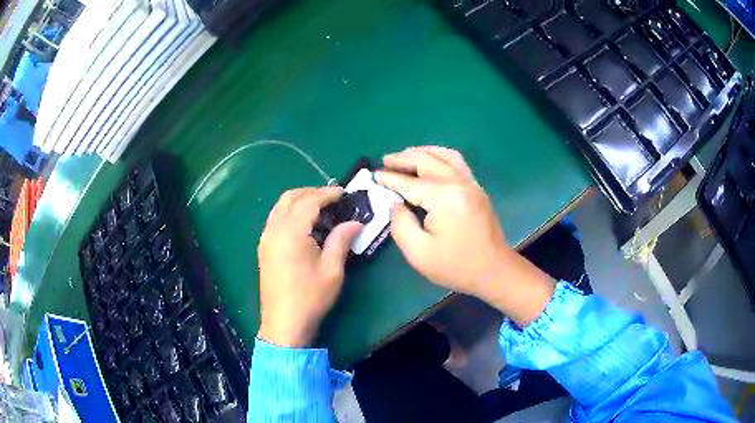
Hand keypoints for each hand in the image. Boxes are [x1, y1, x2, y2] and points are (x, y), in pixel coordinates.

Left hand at [257, 186, 361, 346]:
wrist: (284, 323)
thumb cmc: (310, 297)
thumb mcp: (332, 270)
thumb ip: (341, 240)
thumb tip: (355, 223)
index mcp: (291, 232)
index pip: (309, 201)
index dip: (327, 193)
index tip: (343, 193)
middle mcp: (274, 229)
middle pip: (290, 197)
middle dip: (311, 192)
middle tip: (332, 198)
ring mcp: (265, 239)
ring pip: (279, 207)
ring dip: (298, 201)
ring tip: (319, 209)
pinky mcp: (263, 248)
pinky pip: (274, 219)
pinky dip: (288, 213)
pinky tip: (303, 226)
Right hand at [375, 147, 554, 326]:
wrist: (495, 271)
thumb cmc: (456, 266)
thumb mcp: (419, 253)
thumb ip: (401, 225)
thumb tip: (395, 203)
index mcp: (444, 197)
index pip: (410, 182)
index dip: (389, 178)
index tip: (373, 175)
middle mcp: (459, 183)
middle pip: (427, 160)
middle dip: (403, 158)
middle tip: (384, 161)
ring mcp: (471, 183)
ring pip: (444, 155)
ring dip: (422, 152)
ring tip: (404, 156)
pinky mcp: (476, 188)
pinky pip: (456, 162)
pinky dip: (439, 156)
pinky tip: (430, 162)